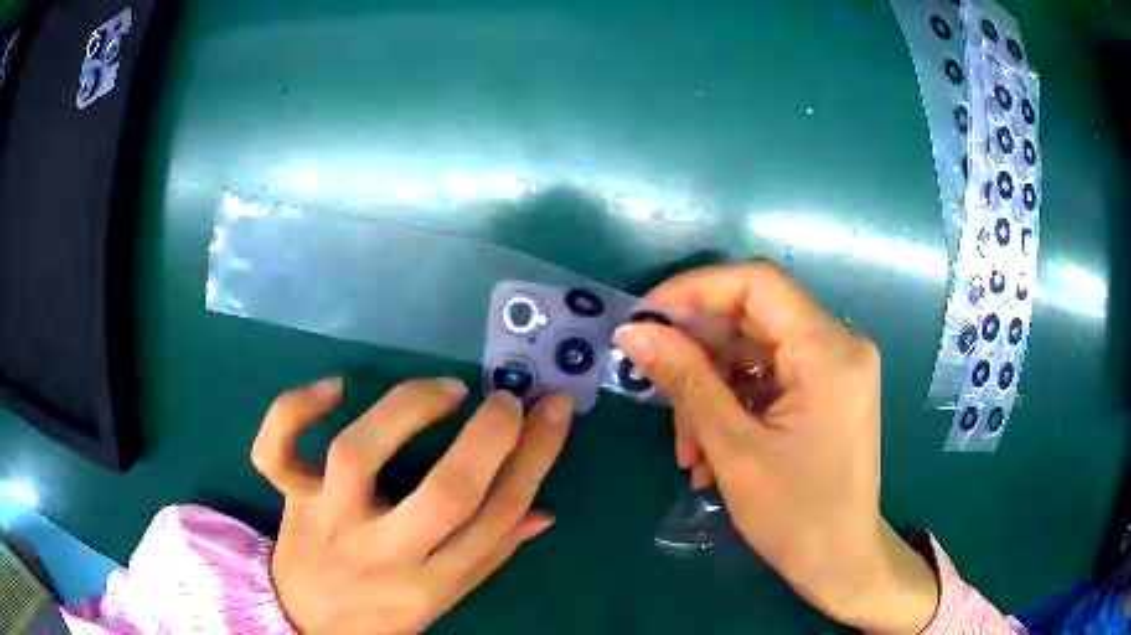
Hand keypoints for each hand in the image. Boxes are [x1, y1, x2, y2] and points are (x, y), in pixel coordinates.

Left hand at [251, 377, 573, 633]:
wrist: (305, 618)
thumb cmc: (381, 612)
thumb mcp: (443, 600)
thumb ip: (490, 556)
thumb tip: (542, 512)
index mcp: (430, 583)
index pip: (497, 519)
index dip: (534, 459)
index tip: (552, 411)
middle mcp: (381, 552)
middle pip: (443, 494)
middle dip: (487, 439)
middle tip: (505, 400)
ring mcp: (327, 518)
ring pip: (357, 456)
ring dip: (406, 411)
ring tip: (445, 389)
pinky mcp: (289, 496)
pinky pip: (275, 451)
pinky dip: (296, 410)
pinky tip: (335, 388)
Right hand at [614, 262, 937, 633]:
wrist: (841, 563)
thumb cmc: (796, 515)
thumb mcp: (734, 448)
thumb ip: (686, 380)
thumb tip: (634, 331)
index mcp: (829, 350)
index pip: (757, 282)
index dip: (696, 290)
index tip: (646, 319)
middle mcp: (838, 344)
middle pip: (753, 318)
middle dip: (699, 356)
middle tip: (657, 394)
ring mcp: (833, 368)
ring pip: (754, 353)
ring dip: (711, 391)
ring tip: (687, 450)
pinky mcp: (825, 391)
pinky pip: (768, 378)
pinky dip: (733, 406)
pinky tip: (711, 453)